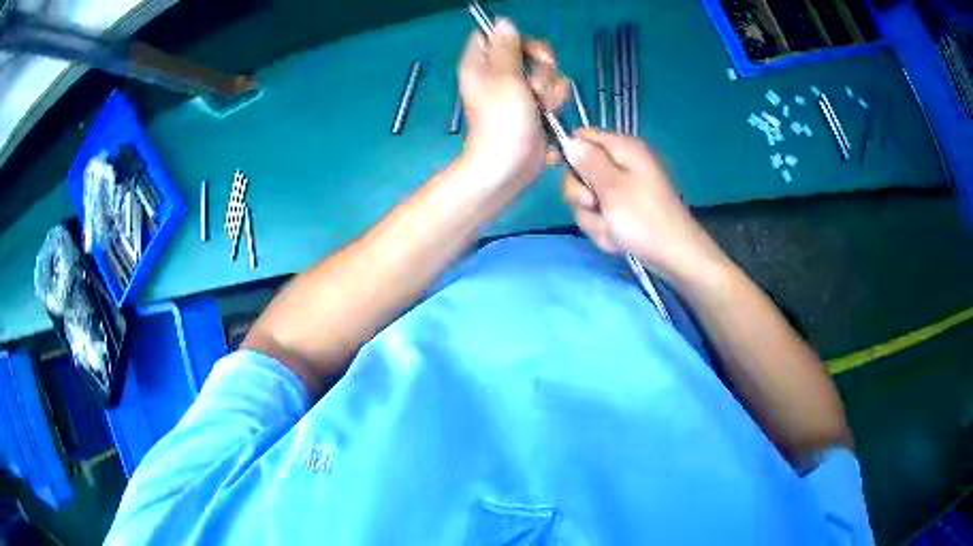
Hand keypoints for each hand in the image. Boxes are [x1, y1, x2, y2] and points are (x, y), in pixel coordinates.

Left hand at [459, 19, 569, 186]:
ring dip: (552, 91)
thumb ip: (507, 47)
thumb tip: (502, 21)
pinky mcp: (536, 108)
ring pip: (548, 74)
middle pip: (531, 52)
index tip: (530, 53)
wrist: (509, 166)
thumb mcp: (504, 77)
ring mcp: (519, 92)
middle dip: (543, 69)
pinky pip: (554, 94)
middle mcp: (500, 74)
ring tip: (541, 108)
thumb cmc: (502, 120)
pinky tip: (548, 120)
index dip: (517, 40)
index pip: (497, 36)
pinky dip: (556, 106)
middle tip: (536, 87)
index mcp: (482, 64)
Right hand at [562, 128, 728, 282]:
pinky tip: (615, 237)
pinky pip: (599, 214)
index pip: (582, 137)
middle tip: (594, 205)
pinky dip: (603, 227)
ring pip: (587, 197)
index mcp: (623, 149)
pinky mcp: (624, 209)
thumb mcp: (611, 188)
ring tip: (610, 228)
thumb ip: (588, 162)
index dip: (568, 151)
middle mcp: (622, 163)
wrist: (674, 255)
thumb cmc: (644, 219)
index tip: (556, 168)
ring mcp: (623, 188)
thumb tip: (570, 142)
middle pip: (581, 170)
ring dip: (593, 216)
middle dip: (581, 193)